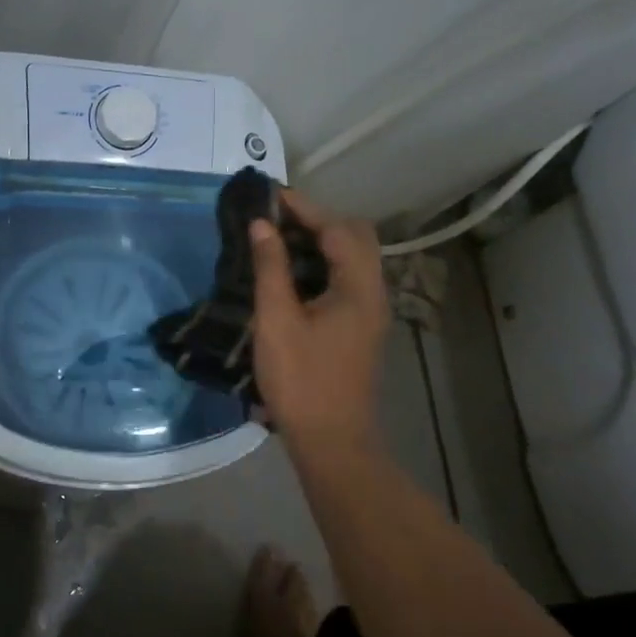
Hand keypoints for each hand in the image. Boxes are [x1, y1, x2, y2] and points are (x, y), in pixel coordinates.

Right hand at [248, 191, 389, 460]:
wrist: (332, 442)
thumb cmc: (302, 380)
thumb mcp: (277, 320)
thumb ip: (270, 267)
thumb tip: (262, 225)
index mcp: (358, 286)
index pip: (337, 228)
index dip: (304, 208)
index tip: (270, 195)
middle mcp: (373, 292)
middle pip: (356, 237)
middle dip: (318, 220)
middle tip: (277, 219)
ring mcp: (371, 311)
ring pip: (353, 258)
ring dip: (321, 242)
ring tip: (279, 239)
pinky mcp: (361, 327)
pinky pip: (347, 278)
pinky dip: (323, 264)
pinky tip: (293, 274)